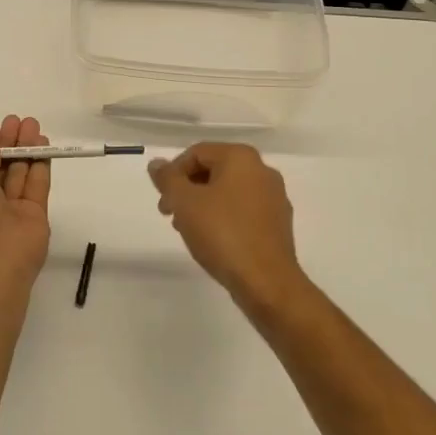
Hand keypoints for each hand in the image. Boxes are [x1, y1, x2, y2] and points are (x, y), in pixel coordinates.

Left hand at [0, 114, 51, 303]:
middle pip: (1, 170)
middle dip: (9, 145)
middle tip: (18, 121)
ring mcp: (12, 213)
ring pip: (21, 175)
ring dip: (26, 150)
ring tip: (33, 125)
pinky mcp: (36, 218)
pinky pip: (37, 187)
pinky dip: (40, 165)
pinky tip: (43, 145)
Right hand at [149, 143, 307, 311]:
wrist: (266, 281)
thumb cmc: (222, 234)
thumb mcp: (184, 202)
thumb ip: (167, 178)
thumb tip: (157, 164)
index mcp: (241, 157)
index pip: (196, 153)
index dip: (173, 173)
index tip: (163, 199)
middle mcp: (262, 170)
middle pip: (213, 170)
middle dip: (187, 189)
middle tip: (170, 213)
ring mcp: (274, 197)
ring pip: (228, 191)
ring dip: (203, 204)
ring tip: (188, 229)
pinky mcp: (278, 222)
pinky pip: (243, 210)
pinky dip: (223, 217)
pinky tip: (213, 240)